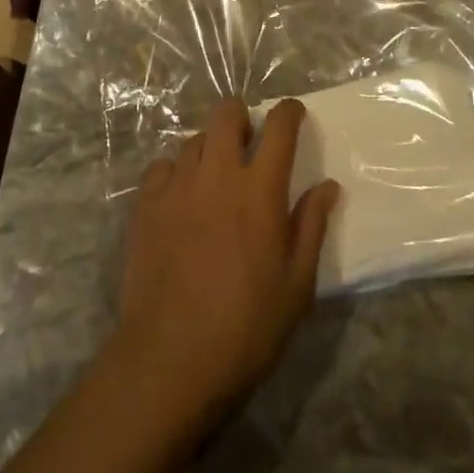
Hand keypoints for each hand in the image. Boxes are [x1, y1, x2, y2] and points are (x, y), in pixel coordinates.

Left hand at [117, 98, 340, 417]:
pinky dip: (175, 173)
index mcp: (260, 189)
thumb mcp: (296, 286)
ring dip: (210, 148)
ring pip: (195, 139)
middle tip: (248, 144)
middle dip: (241, 118)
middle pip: (228, 113)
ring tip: (213, 179)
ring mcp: (177, 184)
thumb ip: (311, 227)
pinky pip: (162, 166)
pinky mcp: (145, 203)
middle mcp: (218, 173)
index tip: (293, 114)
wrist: (169, 361)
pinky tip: (179, 199)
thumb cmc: (246, 328)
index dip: (289, 112)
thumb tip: (328, 186)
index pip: (279, 127)